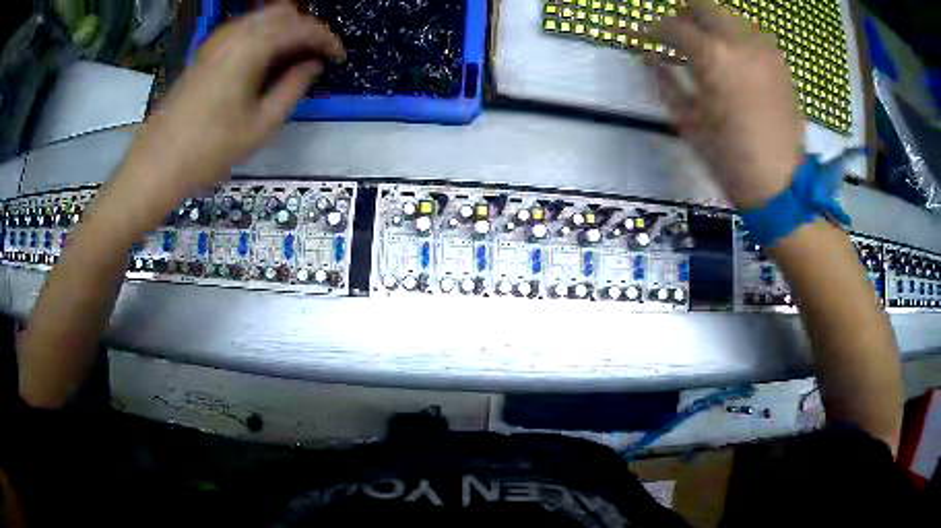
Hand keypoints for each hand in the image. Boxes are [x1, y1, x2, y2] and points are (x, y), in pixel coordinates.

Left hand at [130, 2, 345, 192]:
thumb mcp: (261, 125)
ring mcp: (217, 40)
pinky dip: (263, 35)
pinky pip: (244, 29)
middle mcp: (235, 33)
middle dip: (307, 28)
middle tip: (317, 55)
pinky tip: (265, 59)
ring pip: (263, 17)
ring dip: (285, 29)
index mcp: (252, 47)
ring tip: (295, 57)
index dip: (326, 39)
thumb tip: (313, 65)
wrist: (158, 163)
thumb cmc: (209, 149)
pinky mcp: (206, 51)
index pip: (301, 27)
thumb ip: (293, 87)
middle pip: (284, 12)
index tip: (339, 58)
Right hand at [649, 0, 803, 208]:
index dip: (652, 29)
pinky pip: (753, 34)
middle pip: (703, 5)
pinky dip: (737, 37)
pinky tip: (734, 58)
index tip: (644, 38)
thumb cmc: (729, 157)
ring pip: (730, 15)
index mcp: (713, 56)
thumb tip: (650, 58)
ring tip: (707, 46)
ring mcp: (764, 49)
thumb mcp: (687, 120)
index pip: (671, 26)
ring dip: (712, 24)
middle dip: (683, 15)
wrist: (780, 183)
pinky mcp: (780, 62)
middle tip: (676, 33)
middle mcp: (740, 41)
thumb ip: (665, 80)